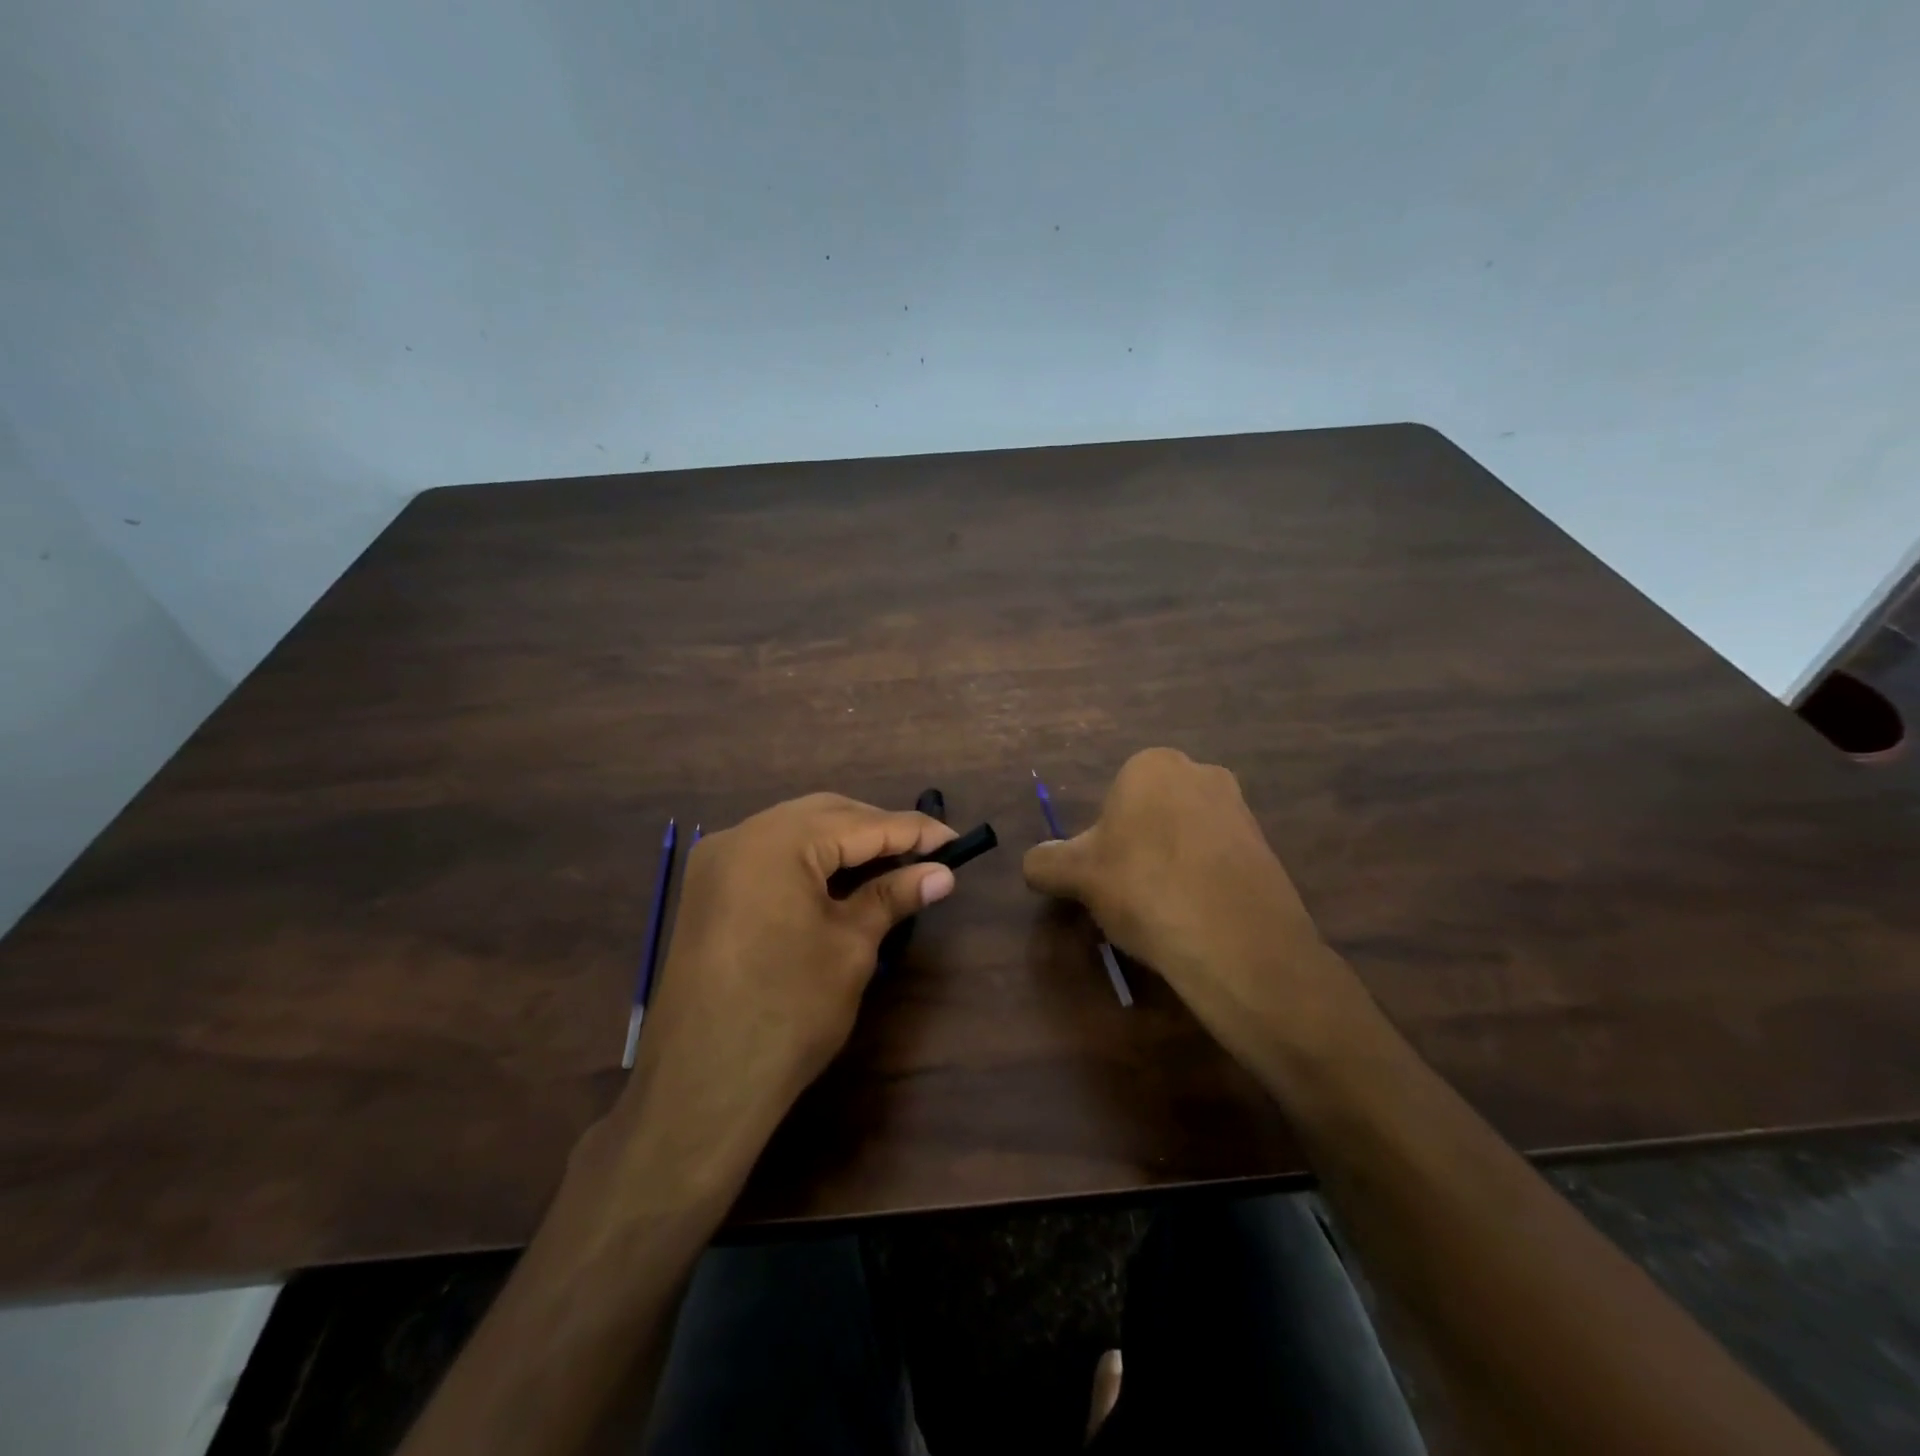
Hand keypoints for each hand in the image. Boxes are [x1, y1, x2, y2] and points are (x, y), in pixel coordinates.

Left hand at [605, 794, 955, 1182]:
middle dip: (876, 829)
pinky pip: (769, 852)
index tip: (955, 840)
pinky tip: (839, 878)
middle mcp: (740, 835)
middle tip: (923, 854)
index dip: (914, 831)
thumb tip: (941, 874)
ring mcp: (717, 861)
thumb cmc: (788, 1012)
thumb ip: (893, 897)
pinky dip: (810, 858)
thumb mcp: (851, 948)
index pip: (861, 823)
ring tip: (889, 864)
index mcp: (776, 842)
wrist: (702, 1086)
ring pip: (795, 829)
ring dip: (843, 840)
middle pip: (824, 814)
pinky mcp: (708, 888)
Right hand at [1023, 748, 1352, 1061]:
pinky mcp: (1266, 847)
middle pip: (1150, 815)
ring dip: (1170, 866)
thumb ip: (1045, 862)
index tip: (1105, 878)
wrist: (1237, 940)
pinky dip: (1203, 882)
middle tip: (1130, 895)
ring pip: (1185, 837)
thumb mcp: (1076, 876)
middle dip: (1138, 849)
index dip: (1103, 842)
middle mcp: (1199, 772)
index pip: (1112, 801)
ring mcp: (1239, 809)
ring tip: (1165, 912)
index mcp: (1151, 765)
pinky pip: (1217, 860)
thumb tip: (1035, 863)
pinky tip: (1198, 917)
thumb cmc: (1144, 888)